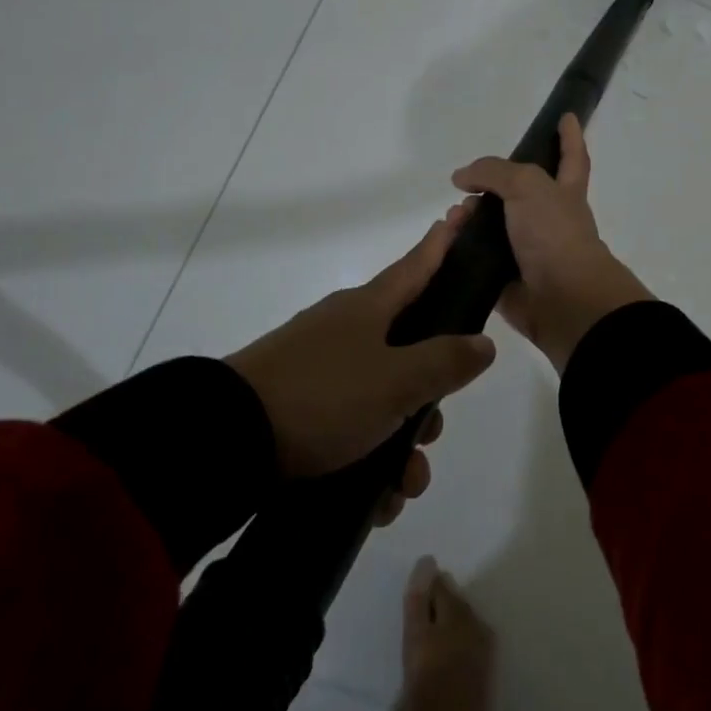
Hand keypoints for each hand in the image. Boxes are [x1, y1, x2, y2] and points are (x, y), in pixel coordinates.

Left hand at [226, 218, 496, 522]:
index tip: (459, 213)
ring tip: (402, 485)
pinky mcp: (299, 406)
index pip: (417, 266)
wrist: (227, 440)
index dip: (443, 243)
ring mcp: (320, 368)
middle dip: (429, 395)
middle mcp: (346, 330)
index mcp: (369, 308)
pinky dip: (369, 459)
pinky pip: (351, 426)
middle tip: (432, 431)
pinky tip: (376, 497)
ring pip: (383, 397)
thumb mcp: (395, 381)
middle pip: (408, 348)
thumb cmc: (324, 396)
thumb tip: (483, 343)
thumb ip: (445, 362)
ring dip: (401, 443)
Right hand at [450, 114, 650, 371]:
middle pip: (519, 194)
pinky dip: (460, 250)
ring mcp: (527, 251)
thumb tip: (462, 179)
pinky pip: (478, 259)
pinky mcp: (506, 280)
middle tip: (465, 184)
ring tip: (453, 217)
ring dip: (469, 218)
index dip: (569, 136)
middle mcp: (548, 220)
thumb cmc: (554, 234)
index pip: (571, 157)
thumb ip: (494, 172)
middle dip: (491, 186)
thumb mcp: (528, 185)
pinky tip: (444, 242)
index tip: (566, 116)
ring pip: (492, 227)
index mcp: (564, 194)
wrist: (563, 300)